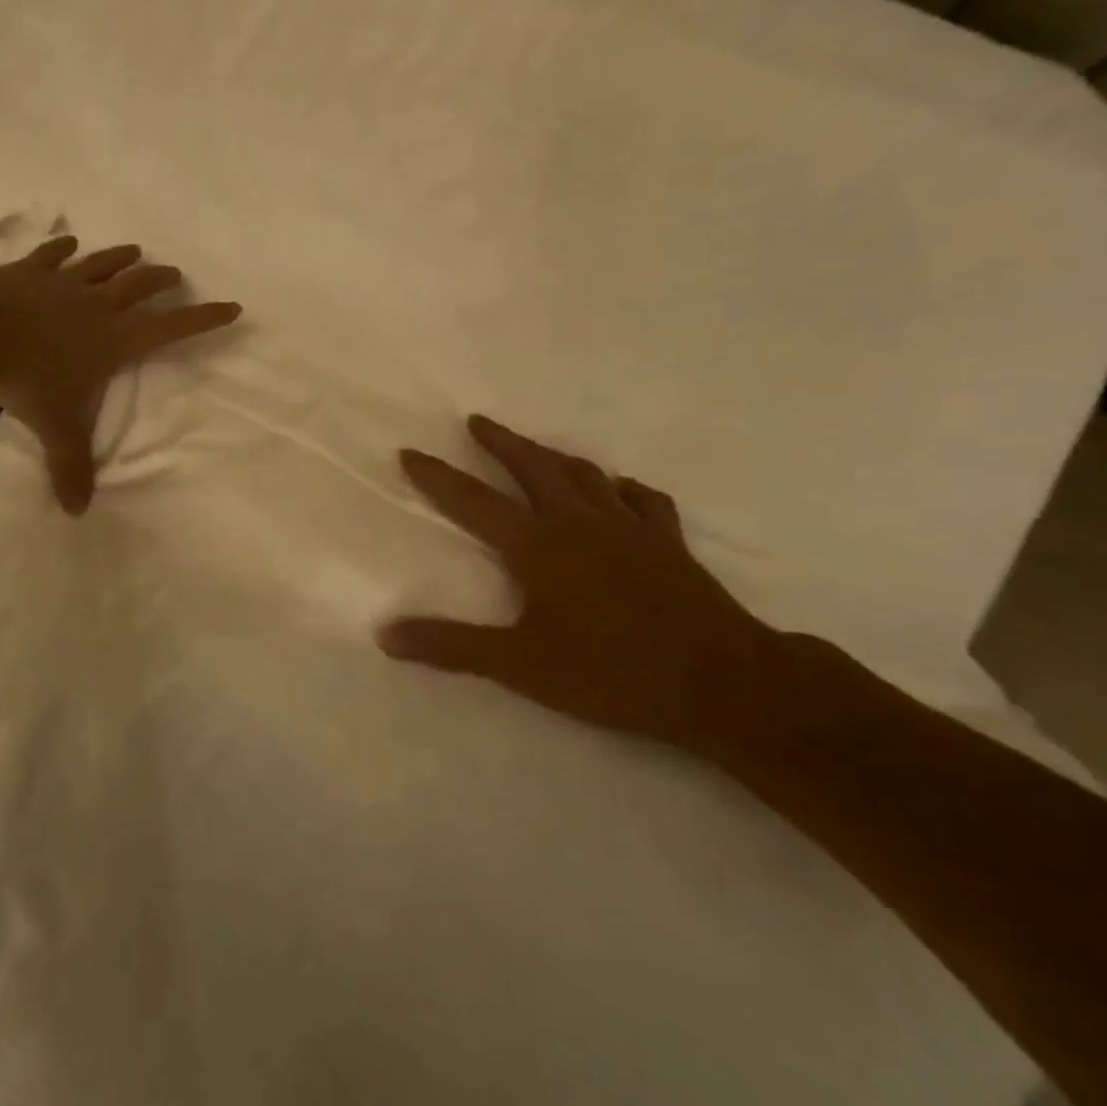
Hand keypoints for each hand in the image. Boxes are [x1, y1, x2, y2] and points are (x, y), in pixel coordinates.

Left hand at [0, 237, 240, 513]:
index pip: (171, 327)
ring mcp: (64, 282)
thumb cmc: (28, 378)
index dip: (204, 318)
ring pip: (103, 264)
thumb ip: (70, 467)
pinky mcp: (31, 270)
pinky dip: (63, 248)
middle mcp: (98, 305)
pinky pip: (53, 254)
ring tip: (136, 250)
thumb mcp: (56, 426)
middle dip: (162, 280)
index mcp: (115, 339)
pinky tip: (69, 242)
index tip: (232, 306)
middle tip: (175, 275)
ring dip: (122, 257)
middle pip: (140, 285)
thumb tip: (77, 512)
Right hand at [382, 415, 781, 751]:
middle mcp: (578, 523)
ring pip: (585, 475)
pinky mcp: (668, 543)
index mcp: (537, 545)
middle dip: (501, 442)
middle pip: (532, 467)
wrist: (721, 683)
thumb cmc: (611, 671)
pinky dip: (625, 489)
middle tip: (479, 422)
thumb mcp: (520, 665)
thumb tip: (385, 635)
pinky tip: (620, 490)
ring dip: (555, 457)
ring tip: (538, 450)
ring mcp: (628, 528)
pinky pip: (643, 500)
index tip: (410, 451)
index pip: (472, 501)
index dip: (437, 476)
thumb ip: (451, 646)